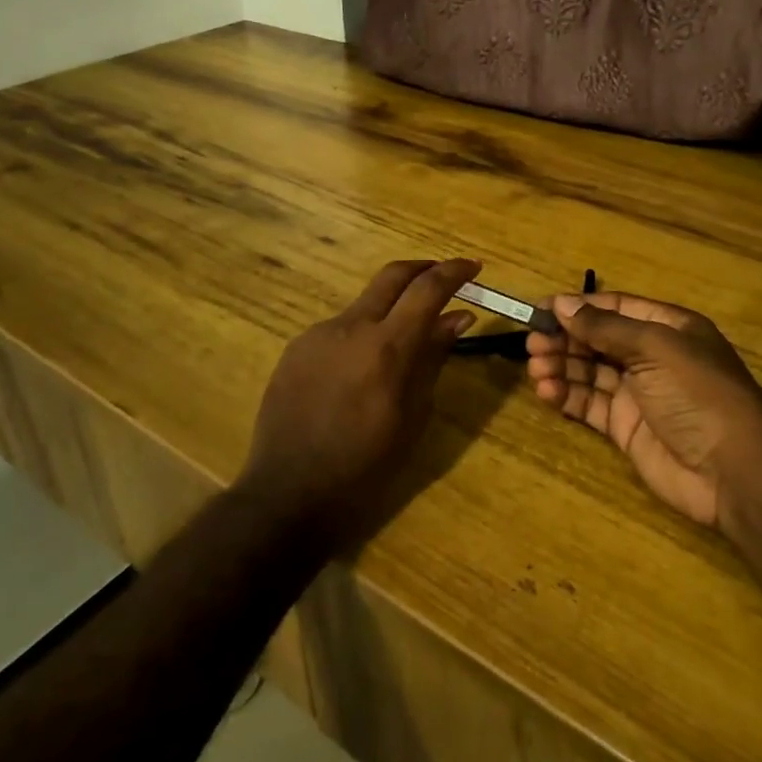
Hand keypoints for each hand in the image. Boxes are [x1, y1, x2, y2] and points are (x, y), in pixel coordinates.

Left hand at [237, 258, 480, 545]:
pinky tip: (361, 369)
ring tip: (403, 341)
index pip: (428, 289)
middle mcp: (351, 327)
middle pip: (392, 276)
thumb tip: (458, 317)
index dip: (454, 271)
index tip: (474, 267)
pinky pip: (338, 329)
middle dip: (423, 269)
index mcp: (386, 347)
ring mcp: (318, 334)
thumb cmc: (364, 468)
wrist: (288, 494)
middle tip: (444, 279)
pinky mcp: (296, 348)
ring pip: (364, 304)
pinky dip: (362, 334)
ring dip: (390, 308)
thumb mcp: (412, 417)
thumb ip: (432, 359)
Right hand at [527, 292, 761, 527]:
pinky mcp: (626, 428)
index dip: (578, 308)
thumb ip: (605, 327)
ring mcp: (638, 394)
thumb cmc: (699, 393)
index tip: (540, 310)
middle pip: (598, 339)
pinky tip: (547, 391)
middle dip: (565, 339)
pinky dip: (567, 395)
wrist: (735, 471)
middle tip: (532, 344)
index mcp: (667, 328)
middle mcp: (651, 356)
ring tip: (535, 368)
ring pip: (590, 371)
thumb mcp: (655, 348)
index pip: (614, 308)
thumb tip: (562, 304)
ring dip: (561, 366)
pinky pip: (590, 404)